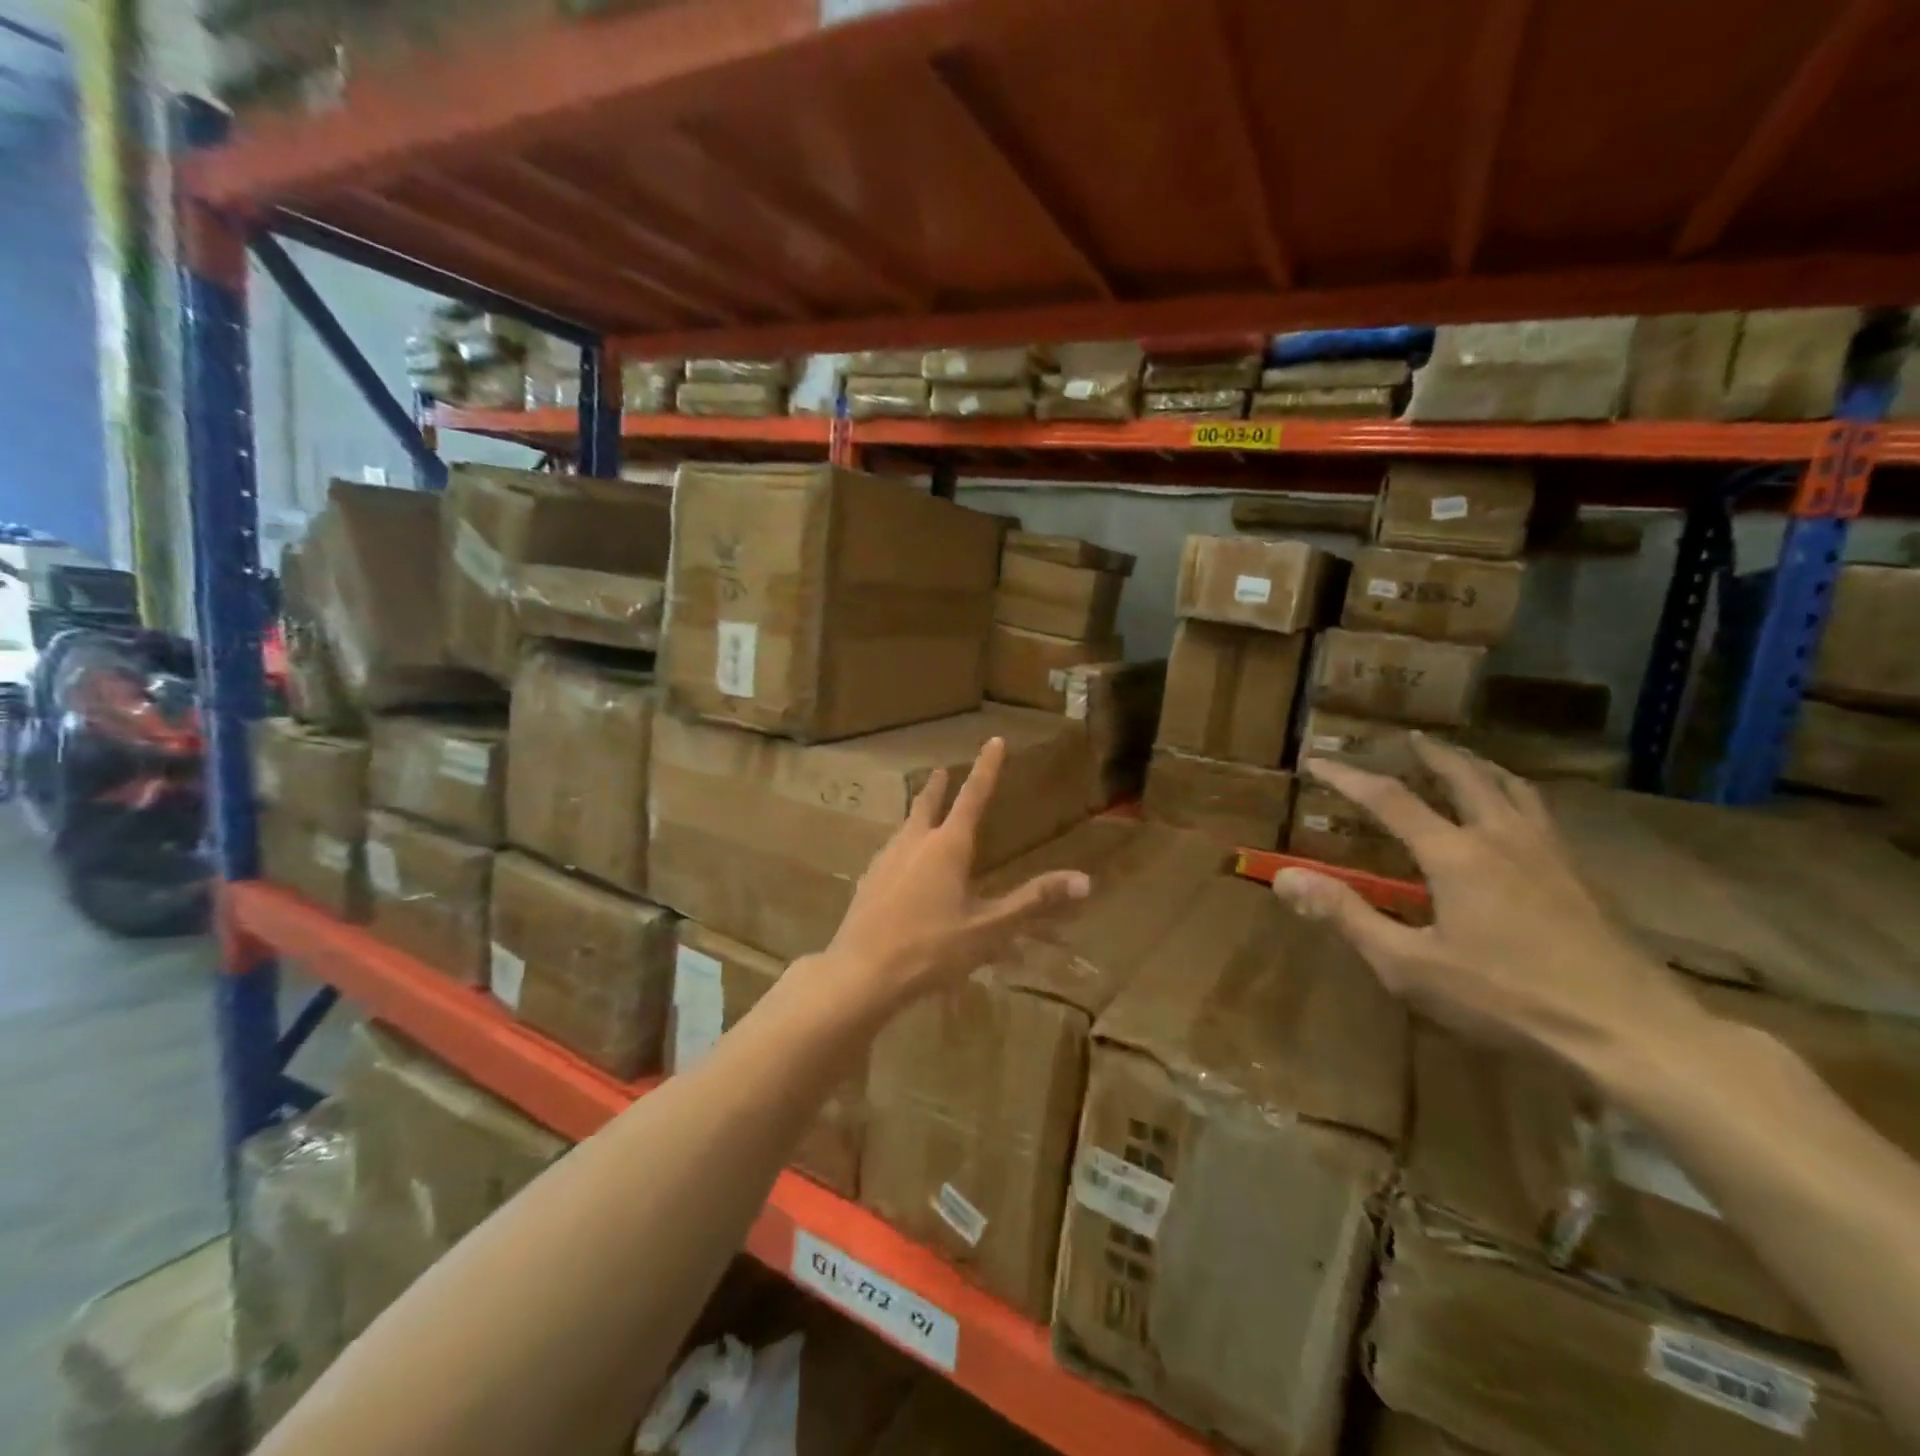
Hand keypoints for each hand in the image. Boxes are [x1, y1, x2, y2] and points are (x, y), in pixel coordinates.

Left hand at [821, 738, 1090, 1014]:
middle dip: (938, 786)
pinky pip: (890, 852)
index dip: (987, 768)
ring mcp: (885, 860)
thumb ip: (1033, 902)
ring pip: (906, 827)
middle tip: (941, 771)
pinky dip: (903, 845)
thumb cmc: (932, 949)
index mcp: (947, 846)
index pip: (973, 796)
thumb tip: (1084, 879)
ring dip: (918, 813)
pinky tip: (900, 865)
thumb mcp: (989, 929)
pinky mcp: (867, 881)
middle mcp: (914, 843)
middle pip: (927, 804)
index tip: (993, 740)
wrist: (862, 973)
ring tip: (923, 813)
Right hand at [1273, 734, 1707, 1062]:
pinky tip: (1514, 819)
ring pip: (1511, 789)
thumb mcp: (1409, 965)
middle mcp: (1502, 839)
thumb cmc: (1508, 998)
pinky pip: (1539, 815)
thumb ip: (1347, 916)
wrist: (1632, 1034)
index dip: (1347, 777)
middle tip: (1407, 737)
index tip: (1317, 760)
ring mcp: (1549, 855)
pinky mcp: (1580, 879)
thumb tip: (1286, 877)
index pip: (1389, 799)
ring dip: (1478, 766)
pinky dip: (1513, 796)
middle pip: (1464, 776)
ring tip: (1462, 760)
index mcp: (1456, 854)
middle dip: (1430, 753)